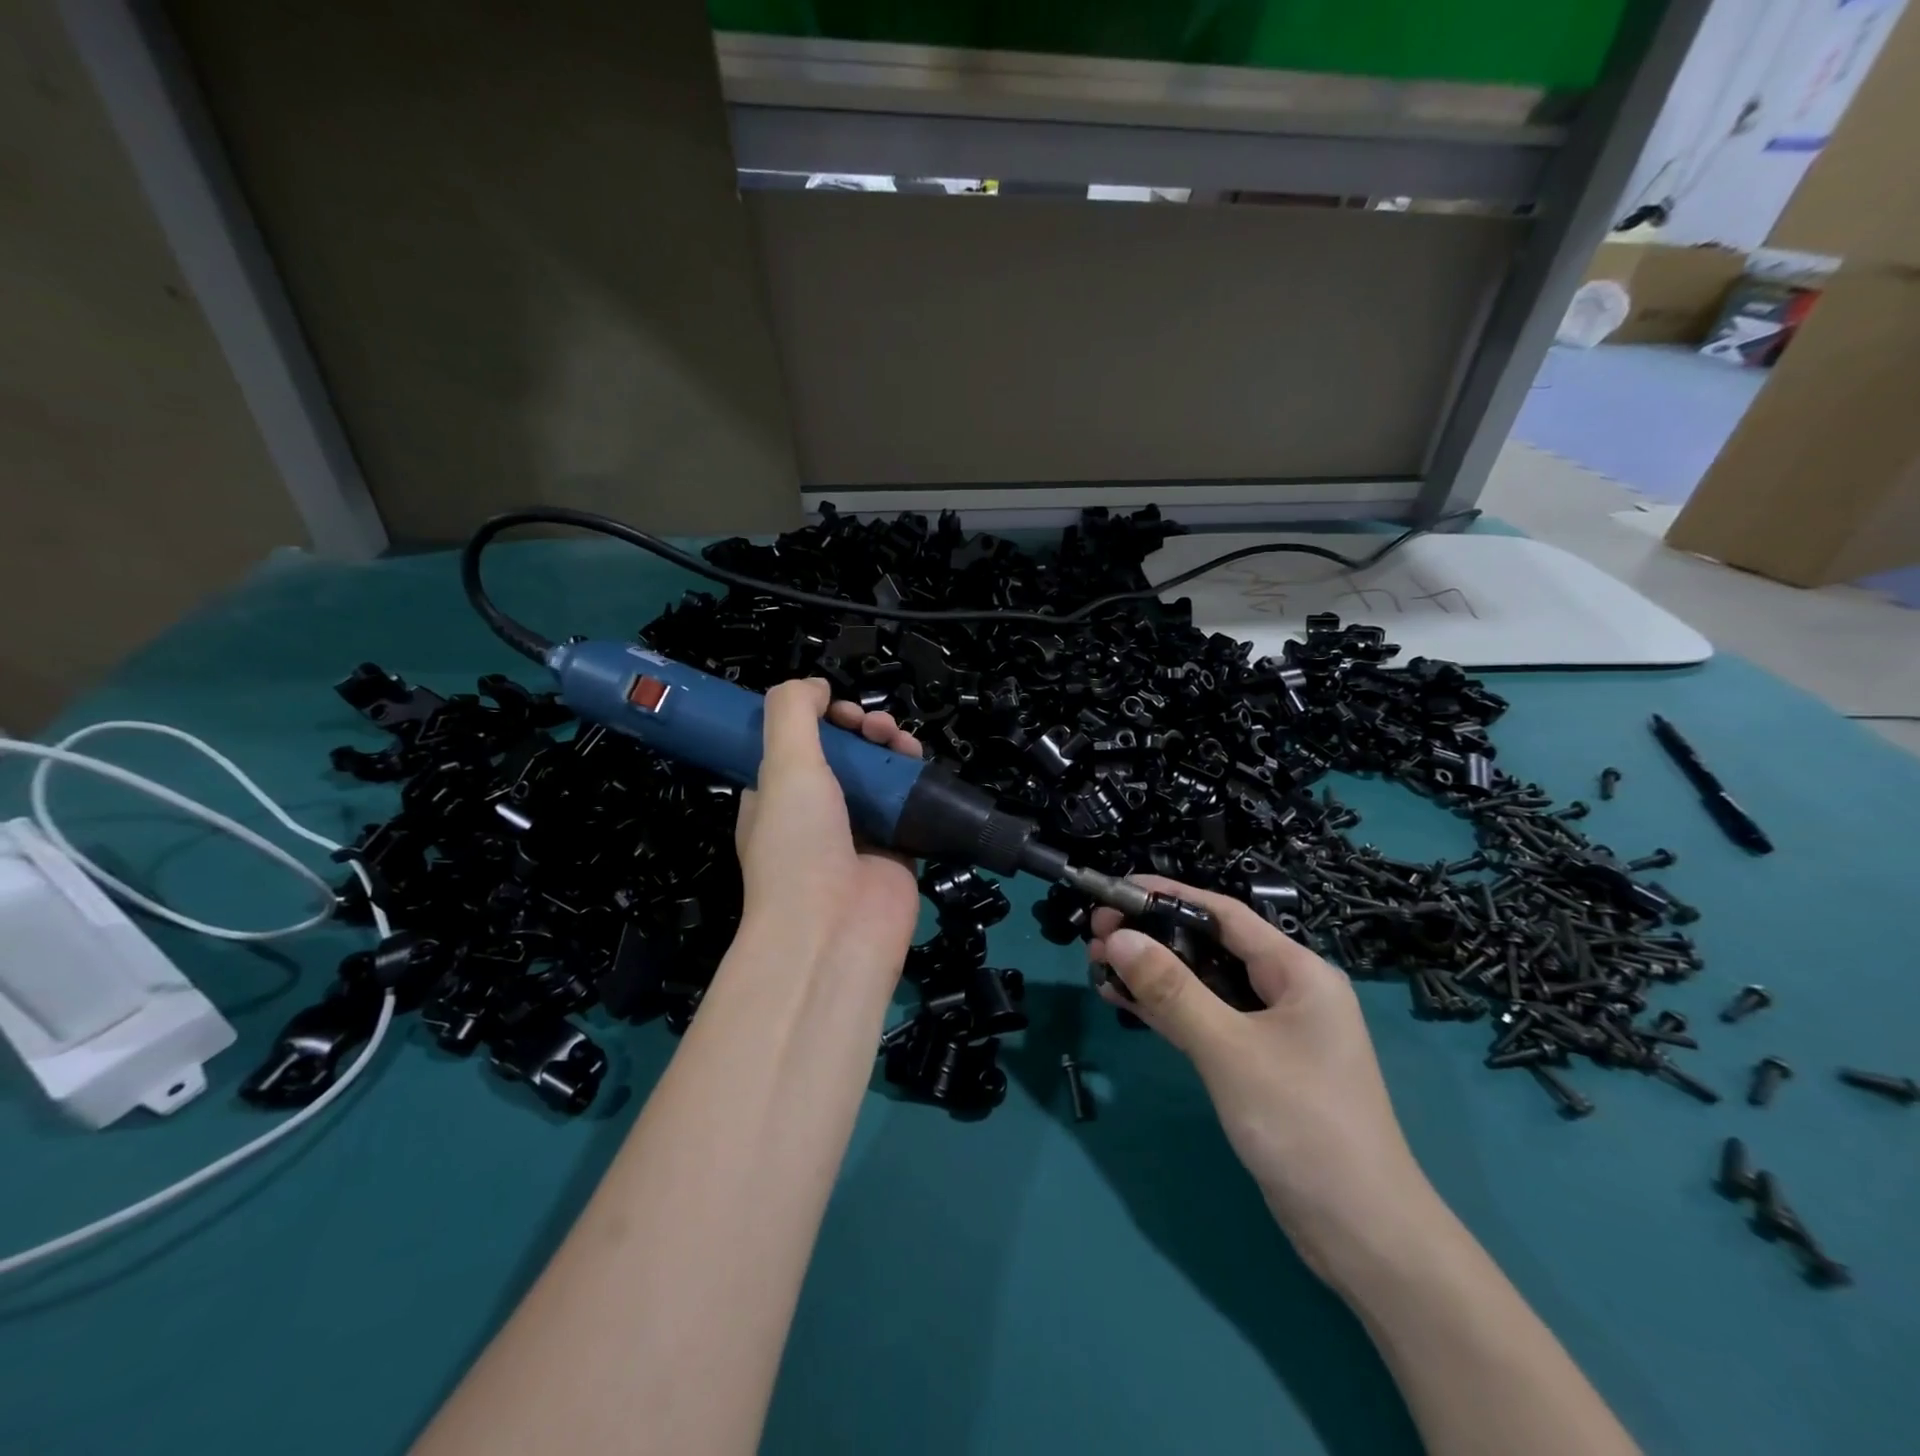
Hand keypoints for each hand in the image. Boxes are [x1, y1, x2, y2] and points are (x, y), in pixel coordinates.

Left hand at [734, 679, 922, 983]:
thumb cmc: (798, 844)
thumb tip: (816, 685)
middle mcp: (814, 815)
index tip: (836, 709)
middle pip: (842, 756)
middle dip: (859, 730)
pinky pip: (908, 805)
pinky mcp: (896, 850)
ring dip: (890, 749)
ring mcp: (857, 834)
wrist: (835, 930)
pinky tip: (920, 765)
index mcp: (774, 799)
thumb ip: (792, 712)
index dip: (816, 720)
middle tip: (873, 726)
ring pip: (878, 776)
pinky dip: (916, 782)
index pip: (794, 746)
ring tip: (900, 741)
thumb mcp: (782, 766)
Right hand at [1089, 876, 1430, 1278]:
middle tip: (1096, 933)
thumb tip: (1118, 937)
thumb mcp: (1229, 1049)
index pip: (1225, 914)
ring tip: (1097, 962)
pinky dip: (1166, 1010)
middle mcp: (1286, 991)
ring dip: (1153, 973)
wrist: (1360, 1233)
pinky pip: (1204, 1022)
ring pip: (1202, 986)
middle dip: (1154, 937)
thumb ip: (1172, 990)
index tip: (1118, 889)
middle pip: (1210, 947)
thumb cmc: (1302, 1123)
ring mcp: (1270, 1031)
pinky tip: (1123, 1000)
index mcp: (1297, 971)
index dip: (1170, 895)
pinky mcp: (1254, 1065)